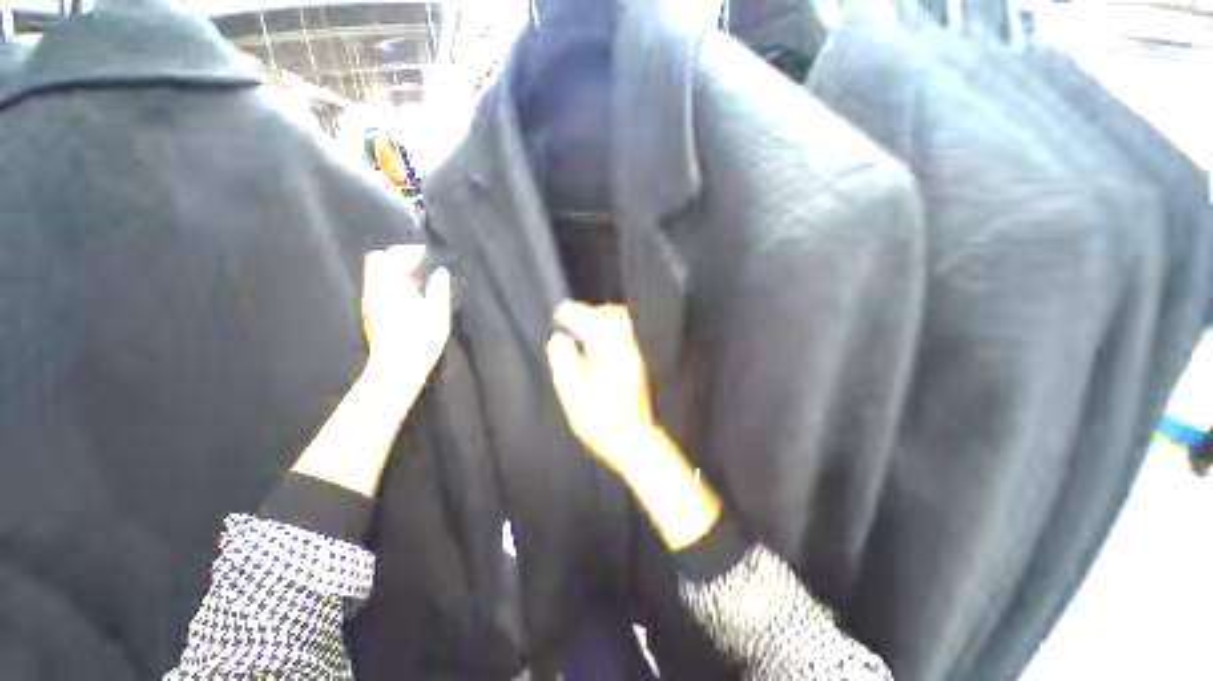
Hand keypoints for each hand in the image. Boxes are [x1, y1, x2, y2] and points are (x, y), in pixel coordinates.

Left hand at [361, 244, 451, 391]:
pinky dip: (393, 283)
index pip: (392, 255)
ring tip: (420, 280)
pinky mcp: (371, 313)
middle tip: (423, 266)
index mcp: (390, 287)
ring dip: (397, 271)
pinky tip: (411, 296)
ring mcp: (370, 301)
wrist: (396, 369)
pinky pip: (379, 287)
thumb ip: (439, 289)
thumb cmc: (420, 341)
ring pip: (377, 274)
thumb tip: (441, 271)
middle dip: (400, 257)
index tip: (430, 257)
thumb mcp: (438, 314)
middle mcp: (375, 290)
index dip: (411, 251)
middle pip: (379, 260)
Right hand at [545, 301, 721, 549]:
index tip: (561, 312)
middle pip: (614, 316)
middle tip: (571, 319)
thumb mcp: (576, 399)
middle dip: (590, 312)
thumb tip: (558, 340)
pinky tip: (592, 347)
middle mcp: (628, 353)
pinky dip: (605, 332)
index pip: (595, 322)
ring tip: (580, 331)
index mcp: (613, 359)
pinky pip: (622, 336)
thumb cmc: (603, 425)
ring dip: (599, 321)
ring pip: (621, 325)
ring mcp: (635, 358)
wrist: (636, 441)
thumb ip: (565, 366)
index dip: (576, 313)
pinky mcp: (637, 365)